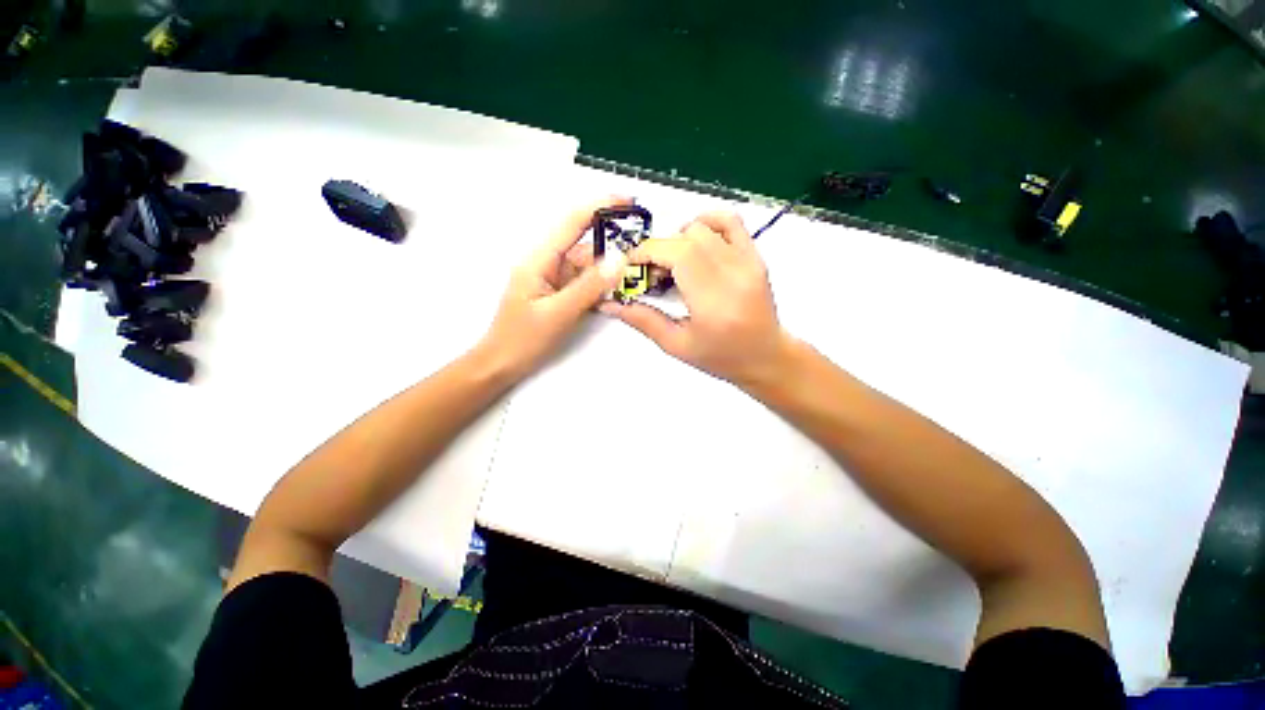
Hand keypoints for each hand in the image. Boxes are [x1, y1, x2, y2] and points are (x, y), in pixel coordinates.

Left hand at [476, 197, 630, 379]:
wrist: (501, 365)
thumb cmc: (523, 339)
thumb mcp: (559, 313)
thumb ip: (589, 286)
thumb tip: (619, 259)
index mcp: (539, 260)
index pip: (571, 224)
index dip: (599, 208)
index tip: (627, 201)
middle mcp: (546, 265)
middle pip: (582, 245)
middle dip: (610, 242)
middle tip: (640, 246)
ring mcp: (553, 281)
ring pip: (585, 266)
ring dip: (607, 267)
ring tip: (633, 270)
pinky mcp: (558, 295)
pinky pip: (582, 283)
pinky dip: (599, 284)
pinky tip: (615, 289)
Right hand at [600, 211, 791, 384]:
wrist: (766, 356)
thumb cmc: (721, 357)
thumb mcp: (676, 345)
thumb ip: (642, 320)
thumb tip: (609, 304)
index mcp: (713, 301)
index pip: (677, 254)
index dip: (647, 252)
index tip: (632, 265)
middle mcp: (733, 274)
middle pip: (686, 238)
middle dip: (659, 249)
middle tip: (652, 274)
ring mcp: (748, 261)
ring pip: (703, 227)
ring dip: (679, 239)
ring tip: (674, 264)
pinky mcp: (755, 256)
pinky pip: (731, 222)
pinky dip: (707, 222)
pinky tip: (695, 243)